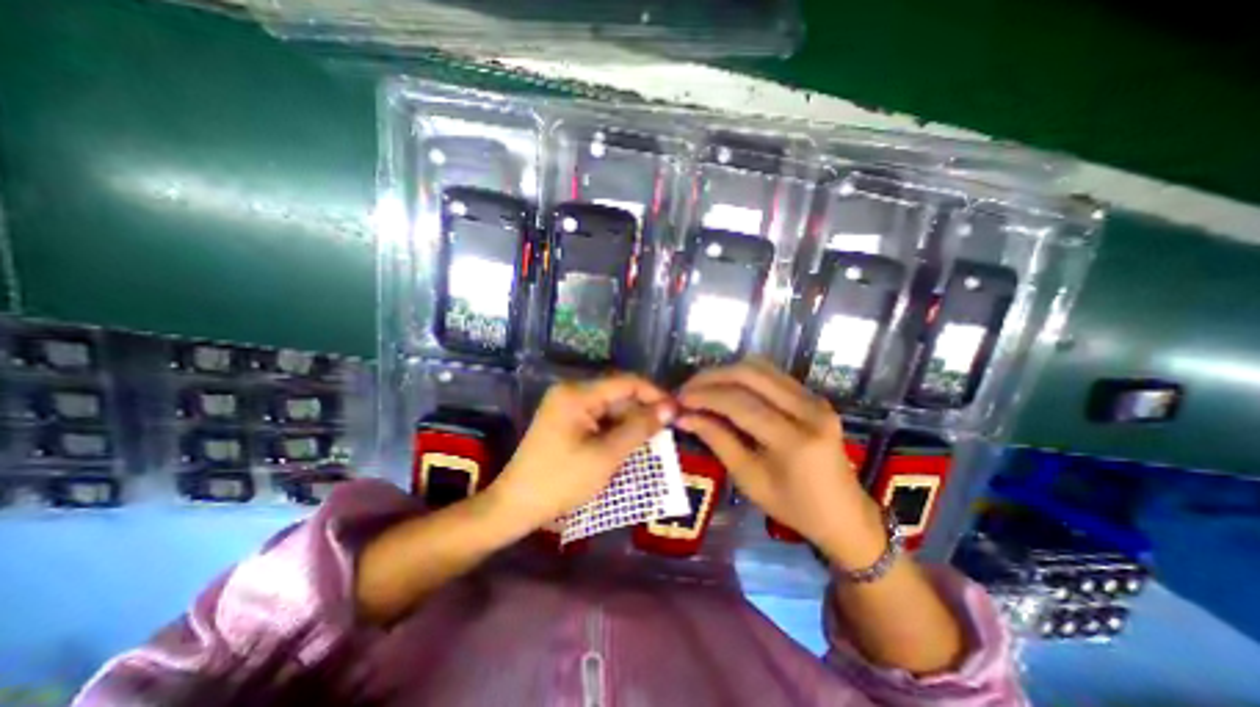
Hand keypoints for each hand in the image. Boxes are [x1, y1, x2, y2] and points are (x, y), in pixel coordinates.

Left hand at [493, 375, 673, 530]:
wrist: (516, 505)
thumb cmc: (561, 481)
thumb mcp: (606, 456)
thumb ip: (639, 429)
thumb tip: (670, 408)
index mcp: (578, 393)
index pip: (626, 382)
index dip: (654, 394)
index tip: (676, 412)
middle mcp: (572, 392)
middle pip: (618, 394)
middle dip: (642, 411)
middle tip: (666, 432)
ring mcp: (567, 405)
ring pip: (610, 407)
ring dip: (631, 422)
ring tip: (652, 441)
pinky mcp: (566, 420)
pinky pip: (599, 418)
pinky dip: (616, 430)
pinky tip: (629, 444)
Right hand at [679, 358, 884, 568]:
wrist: (844, 513)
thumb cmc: (793, 507)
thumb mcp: (749, 479)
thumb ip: (717, 441)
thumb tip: (684, 417)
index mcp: (795, 441)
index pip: (740, 403)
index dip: (704, 396)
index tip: (678, 400)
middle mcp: (809, 410)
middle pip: (750, 375)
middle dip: (712, 377)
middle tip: (687, 389)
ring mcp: (815, 399)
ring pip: (761, 368)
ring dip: (726, 372)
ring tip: (702, 387)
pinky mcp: (813, 396)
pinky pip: (772, 374)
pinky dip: (744, 376)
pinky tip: (727, 388)